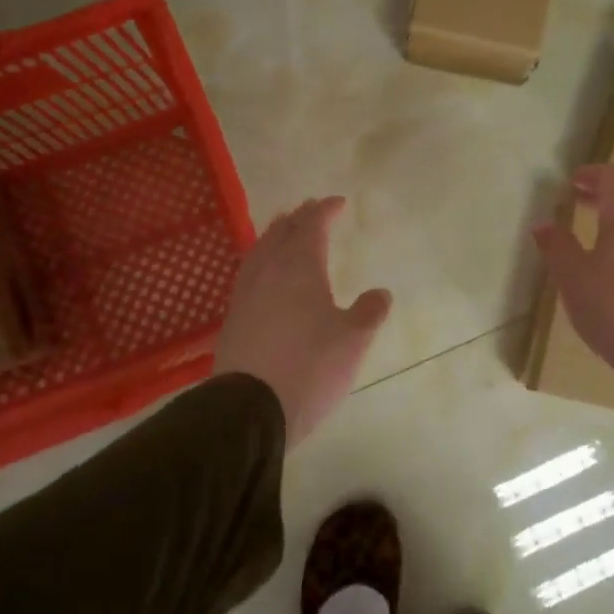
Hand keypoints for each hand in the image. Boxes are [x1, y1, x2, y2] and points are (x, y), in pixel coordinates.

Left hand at [213, 197, 391, 448]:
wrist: (249, 409)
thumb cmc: (309, 367)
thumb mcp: (352, 341)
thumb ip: (368, 313)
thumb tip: (380, 293)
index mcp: (299, 268)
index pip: (312, 226)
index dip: (325, 211)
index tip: (339, 203)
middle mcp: (268, 272)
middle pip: (281, 233)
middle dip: (298, 218)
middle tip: (310, 209)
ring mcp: (245, 295)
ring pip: (259, 251)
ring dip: (274, 235)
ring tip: (283, 231)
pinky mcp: (232, 319)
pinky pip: (248, 274)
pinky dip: (261, 261)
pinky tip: (264, 275)